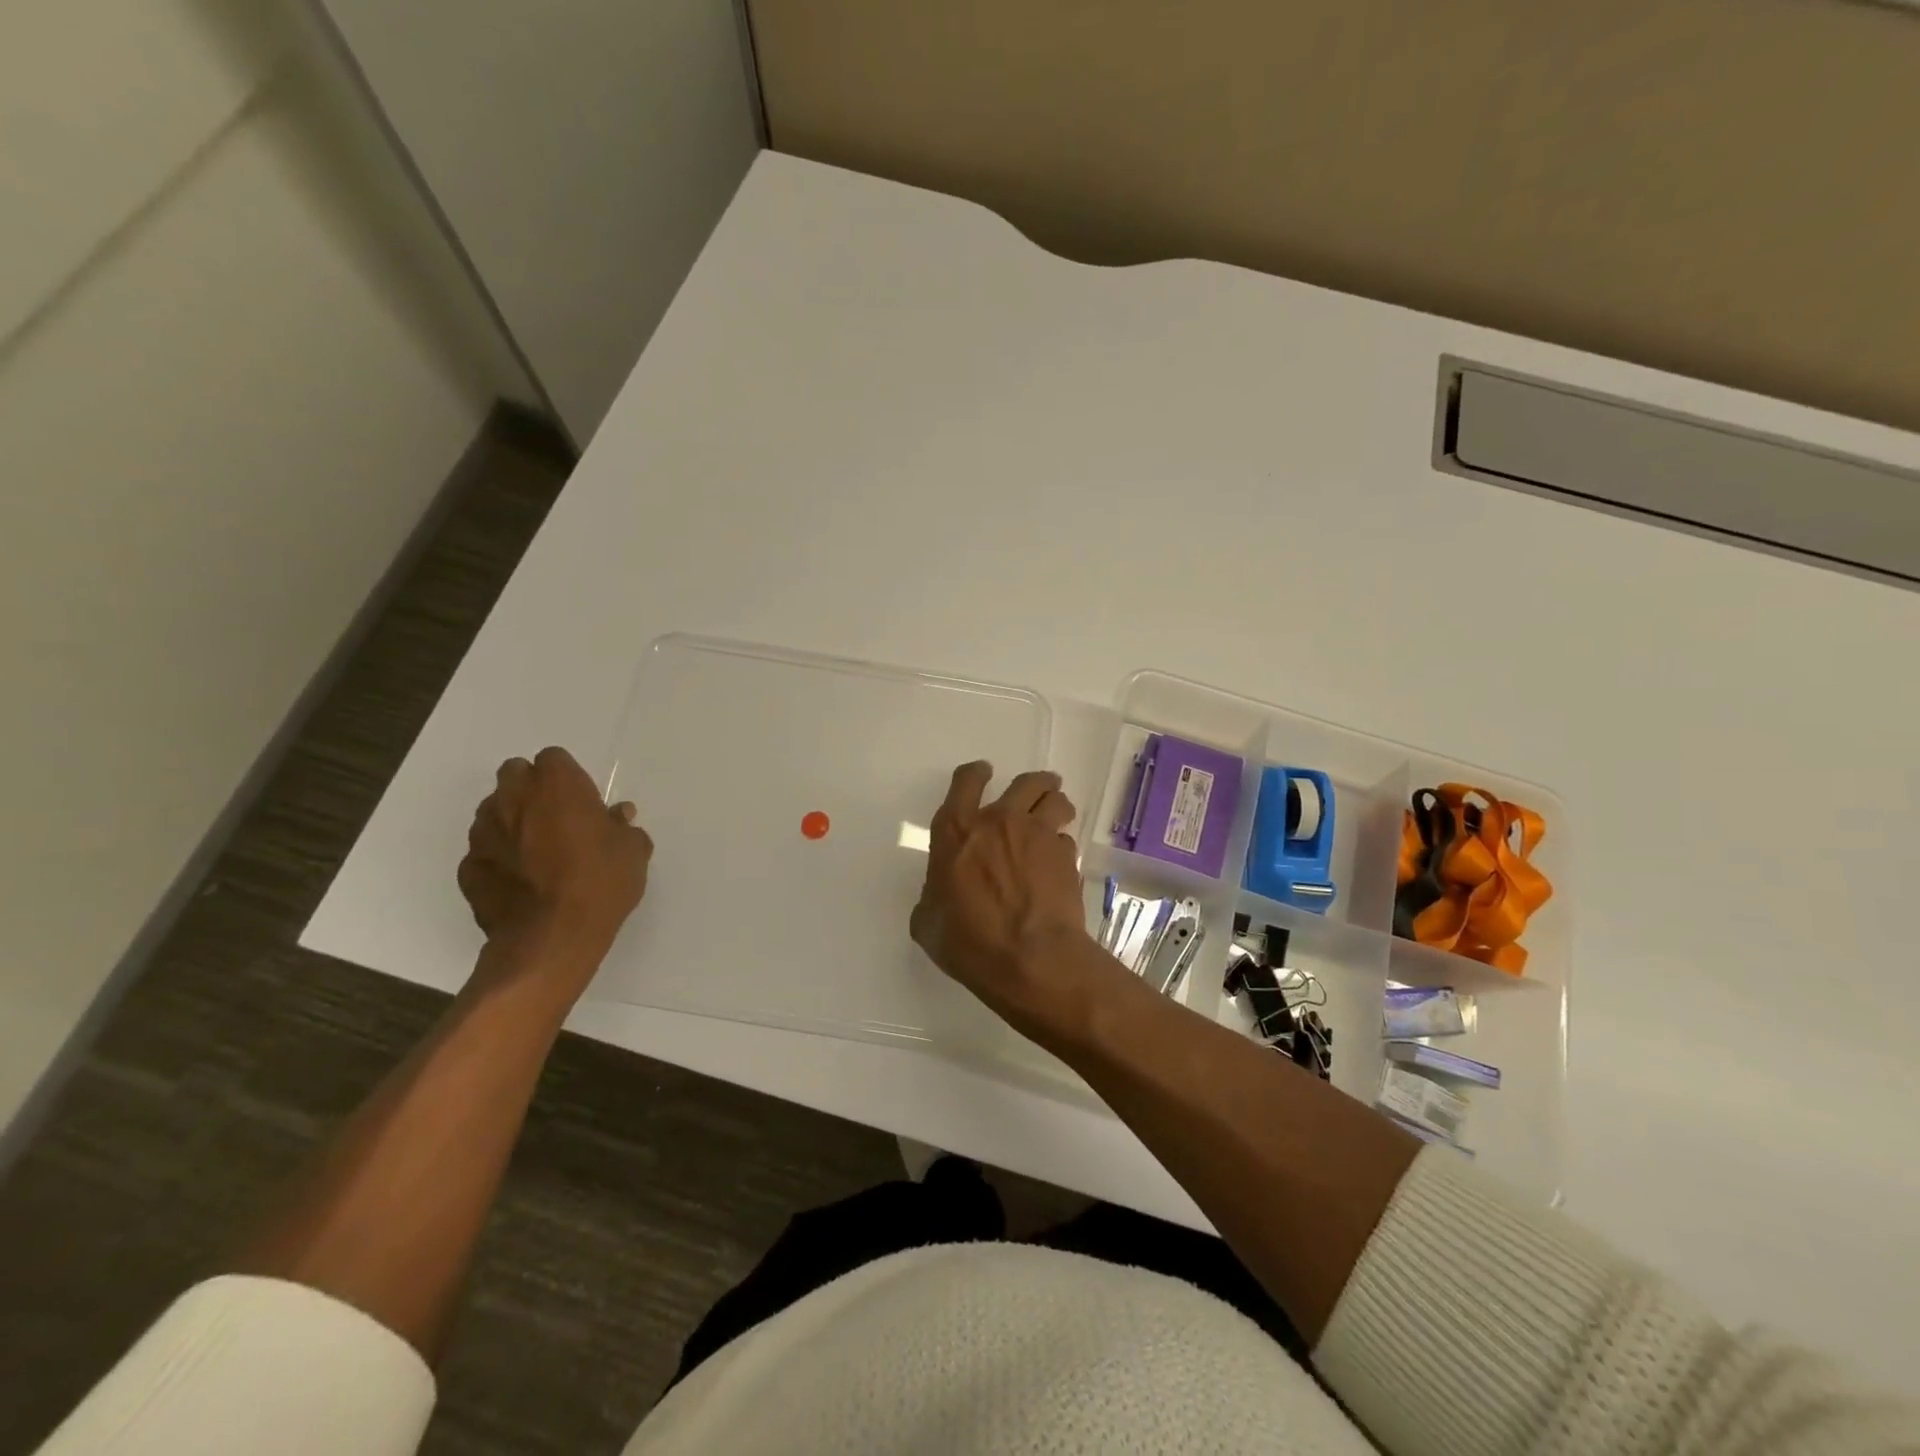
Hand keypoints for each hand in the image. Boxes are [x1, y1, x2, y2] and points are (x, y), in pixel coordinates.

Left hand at [458, 747, 652, 970]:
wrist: (552, 937)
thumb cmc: (600, 882)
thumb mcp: (633, 851)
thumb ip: (623, 827)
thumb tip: (617, 816)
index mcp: (556, 785)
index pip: (554, 759)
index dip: (568, 777)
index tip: (583, 800)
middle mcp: (513, 799)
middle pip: (515, 775)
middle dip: (532, 788)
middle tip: (556, 816)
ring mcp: (484, 833)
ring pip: (494, 811)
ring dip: (512, 820)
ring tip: (536, 851)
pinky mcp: (469, 868)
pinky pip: (485, 851)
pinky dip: (499, 858)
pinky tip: (520, 880)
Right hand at [911, 762, 1098, 1025]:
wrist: (1031, 958)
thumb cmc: (969, 942)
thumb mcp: (928, 923)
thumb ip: (932, 897)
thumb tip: (939, 896)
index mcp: (957, 831)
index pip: (965, 781)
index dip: (975, 773)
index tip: (982, 772)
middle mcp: (999, 821)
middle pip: (1025, 781)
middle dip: (1033, 783)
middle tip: (1036, 791)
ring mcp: (1037, 835)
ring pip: (1056, 800)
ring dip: (1056, 804)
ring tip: (1057, 815)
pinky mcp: (1065, 856)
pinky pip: (1066, 839)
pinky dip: (1062, 846)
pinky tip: (1059, 863)